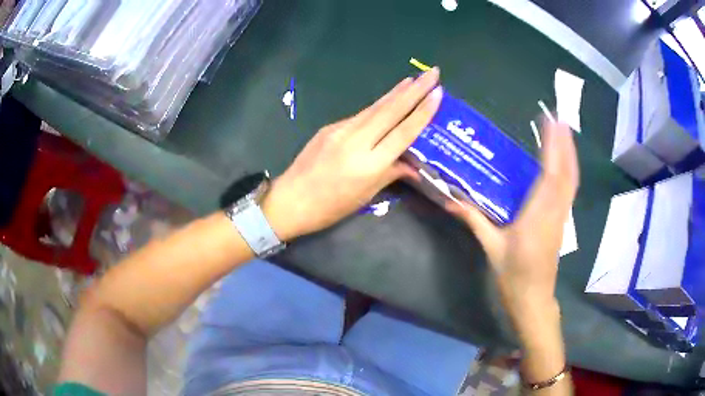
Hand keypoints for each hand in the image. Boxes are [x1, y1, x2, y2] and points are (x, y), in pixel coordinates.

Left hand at [263, 68, 442, 239]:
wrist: (290, 200)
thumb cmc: (330, 207)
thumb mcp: (365, 196)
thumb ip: (391, 174)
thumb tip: (412, 163)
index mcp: (369, 164)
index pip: (403, 132)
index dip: (422, 111)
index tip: (438, 92)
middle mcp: (356, 141)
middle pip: (390, 110)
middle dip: (415, 89)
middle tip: (433, 72)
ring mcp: (340, 130)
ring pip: (375, 108)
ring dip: (396, 92)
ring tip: (414, 80)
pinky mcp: (330, 127)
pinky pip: (360, 115)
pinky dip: (377, 106)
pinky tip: (387, 100)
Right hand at [447, 120, 578, 327]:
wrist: (533, 299)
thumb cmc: (513, 276)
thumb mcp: (492, 248)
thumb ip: (474, 220)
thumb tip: (450, 200)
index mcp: (537, 217)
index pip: (550, 175)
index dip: (553, 147)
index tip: (551, 123)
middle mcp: (555, 212)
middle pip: (566, 173)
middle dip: (565, 144)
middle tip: (560, 118)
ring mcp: (562, 217)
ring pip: (572, 181)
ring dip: (570, 154)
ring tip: (565, 132)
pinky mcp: (562, 222)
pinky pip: (570, 190)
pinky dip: (570, 170)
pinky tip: (565, 162)